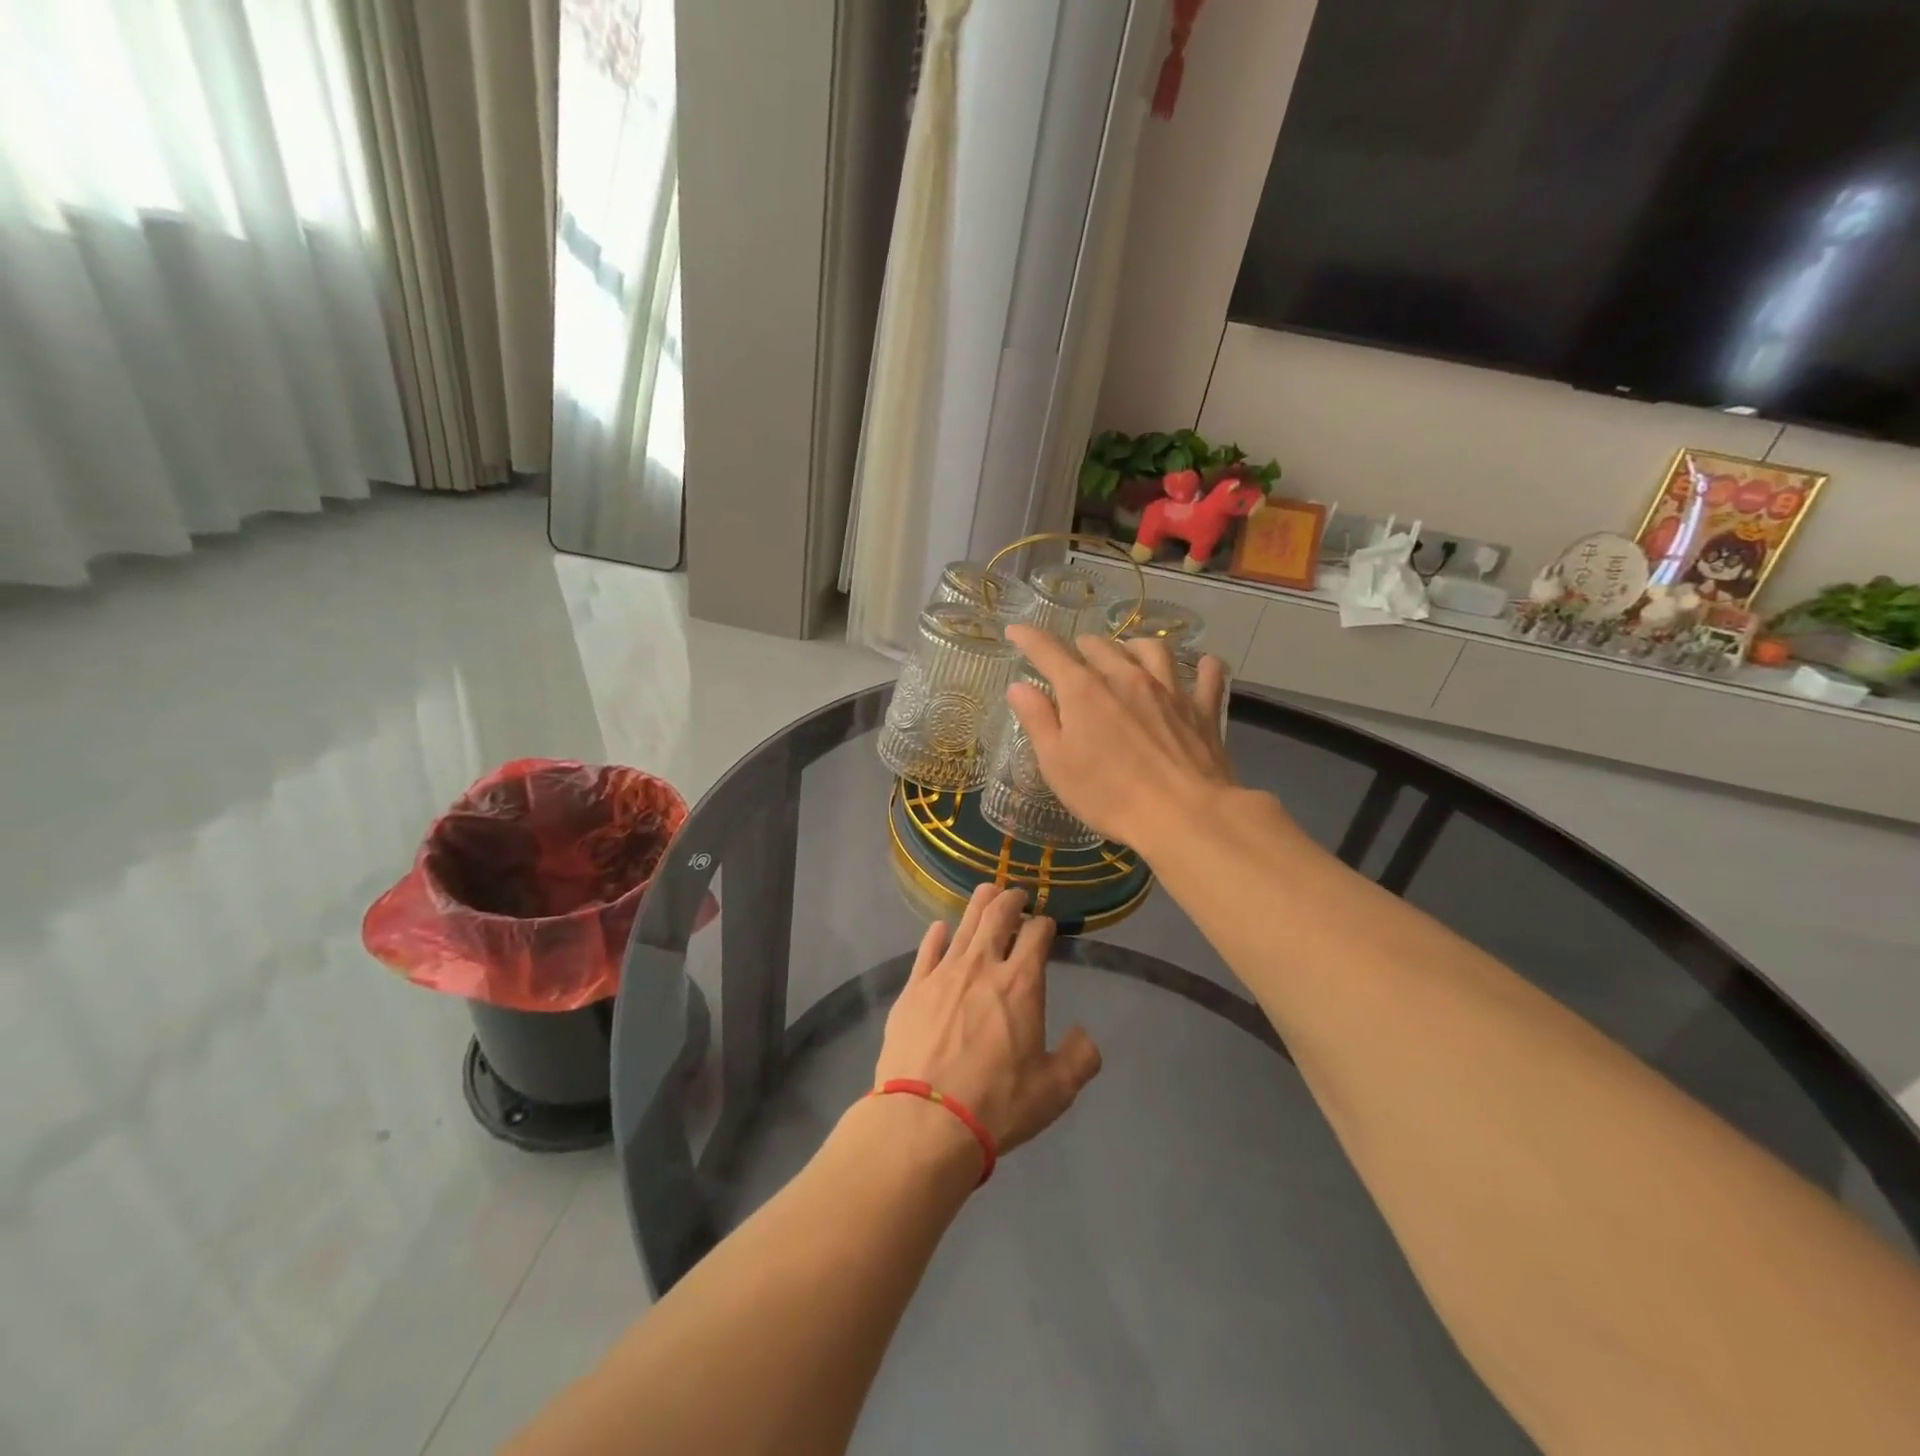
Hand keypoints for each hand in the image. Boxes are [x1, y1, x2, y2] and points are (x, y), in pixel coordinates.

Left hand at [875, 885, 1101, 1159]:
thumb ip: (1079, 1058)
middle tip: (1016, 893)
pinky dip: (937, 934)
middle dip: (1011, 899)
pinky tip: (940, 928)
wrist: (925, 1120)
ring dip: (978, 904)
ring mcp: (943, 974)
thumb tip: (1083, 1035)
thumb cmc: (997, 1103)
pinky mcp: (912, 989)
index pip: (1036, 934)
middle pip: (997, 915)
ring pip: (963, 924)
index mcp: (1021, 984)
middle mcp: (982, 966)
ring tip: (986, 892)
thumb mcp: (1055, 1090)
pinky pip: (926, 950)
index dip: (1044, 924)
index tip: (1046, 925)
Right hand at [1003, 623, 1234, 847]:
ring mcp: (1169, 690)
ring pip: (1152, 649)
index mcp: (1084, 690)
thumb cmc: (1108, 795)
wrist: (1183, 814)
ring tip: (1127, 654)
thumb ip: (1037, 720)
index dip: (1029, 638)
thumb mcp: (1056, 764)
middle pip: (1100, 646)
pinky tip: (1202, 666)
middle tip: (1073, 660)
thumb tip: (1019, 686)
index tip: (1016, 631)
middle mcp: (1126, 677)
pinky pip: (1207, 676)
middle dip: (1081, 647)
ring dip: (1134, 646)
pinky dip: (1203, 667)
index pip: (1050, 652)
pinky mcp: (1202, 710)